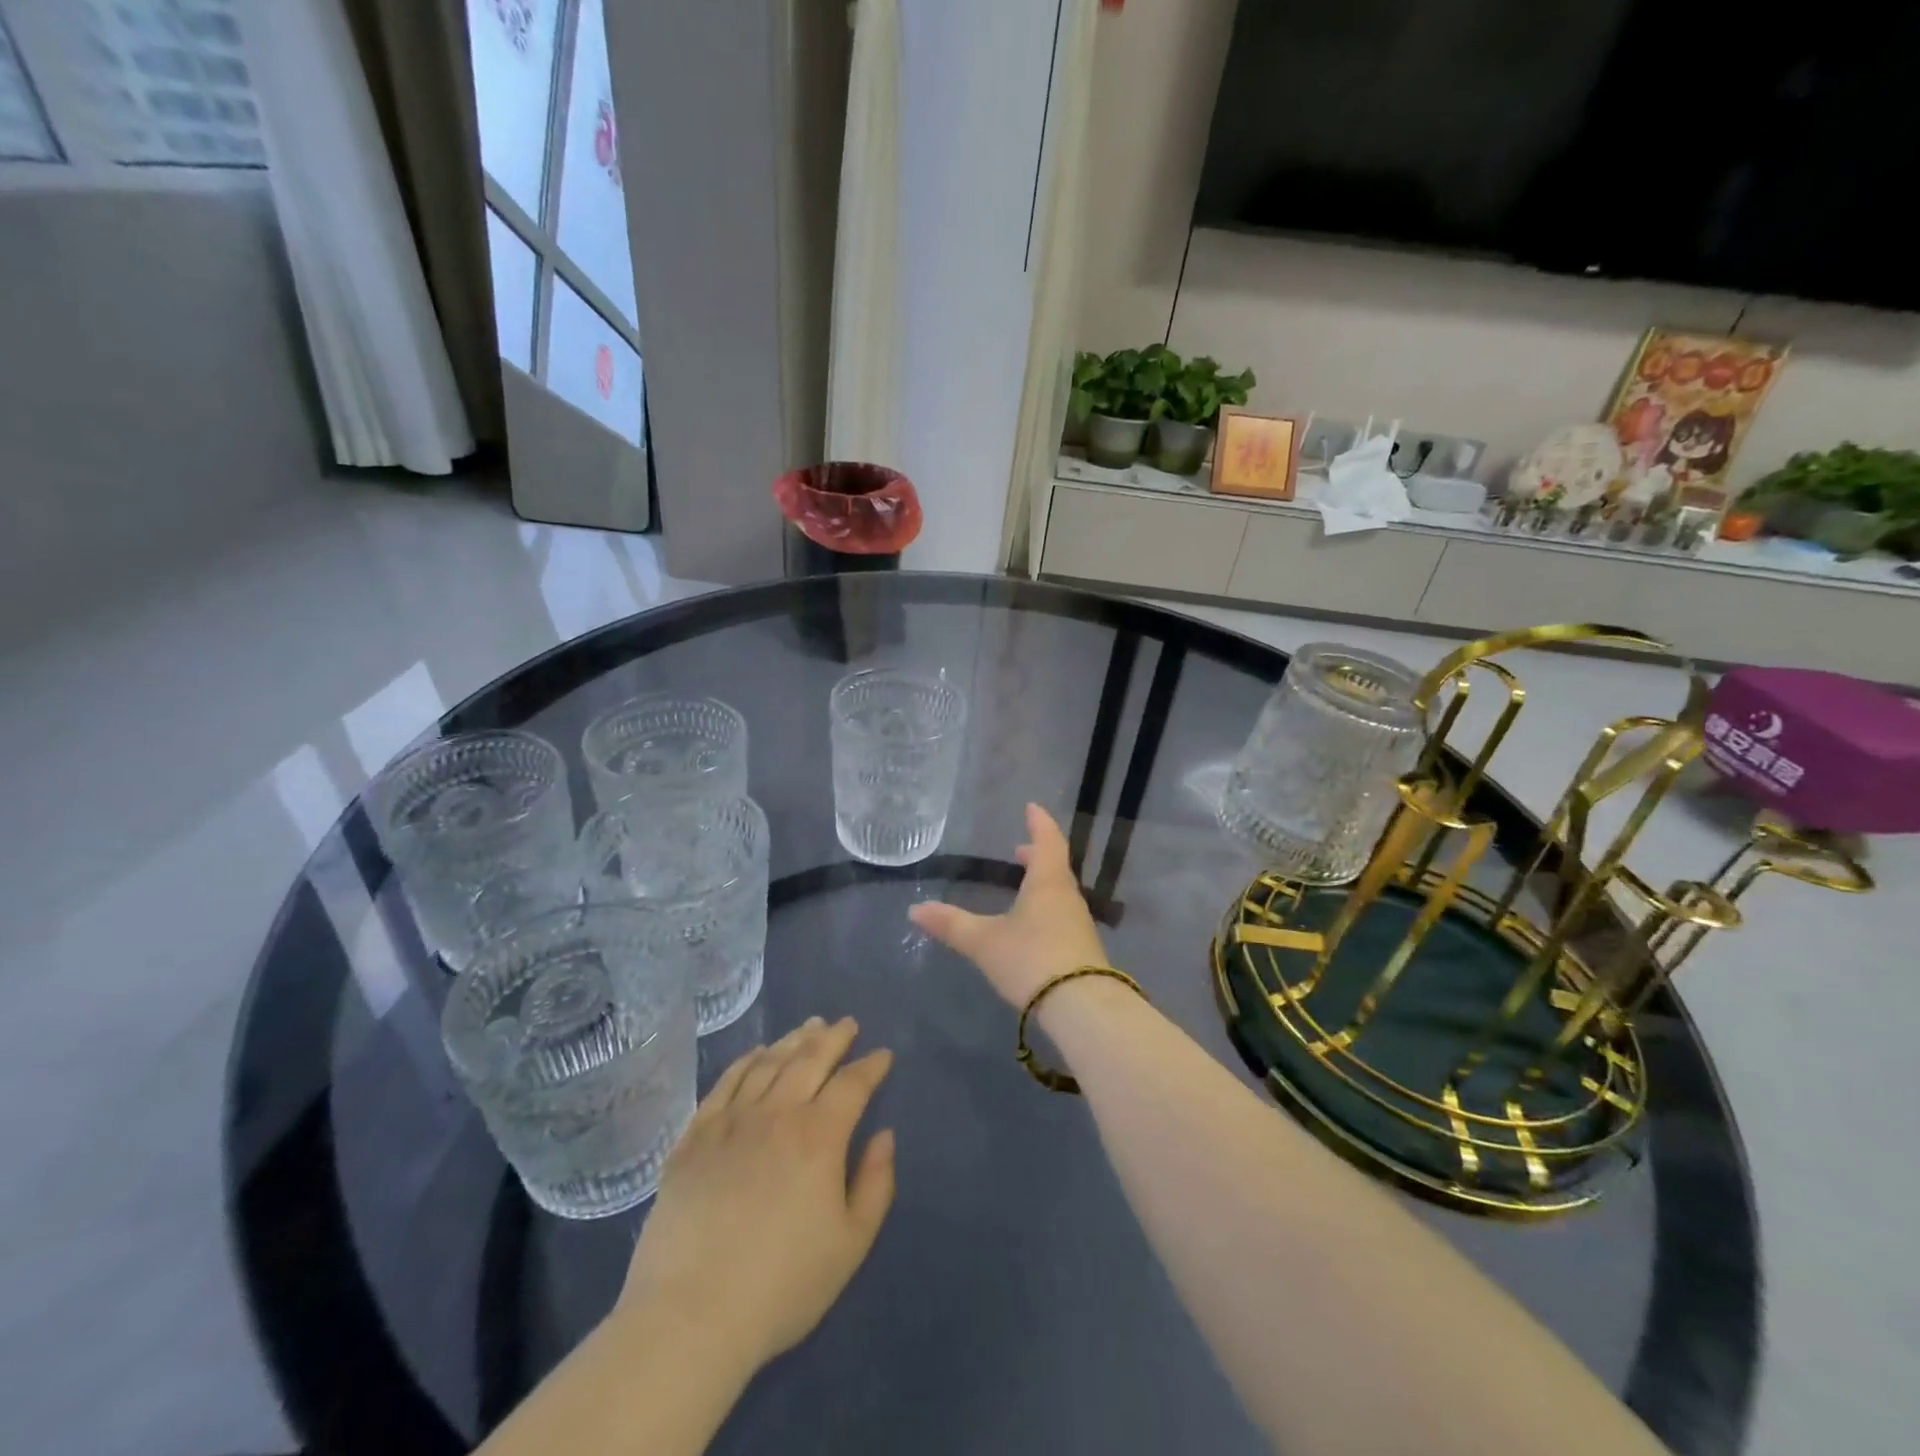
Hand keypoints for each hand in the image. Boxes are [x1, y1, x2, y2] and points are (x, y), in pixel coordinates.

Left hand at [618, 1018, 895, 1373]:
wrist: (690, 1315)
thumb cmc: (782, 1285)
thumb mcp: (851, 1244)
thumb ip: (875, 1184)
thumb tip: (885, 1136)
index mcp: (819, 1135)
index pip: (853, 1083)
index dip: (871, 1066)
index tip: (883, 1055)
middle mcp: (777, 1113)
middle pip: (810, 1058)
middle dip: (834, 1037)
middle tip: (847, 1024)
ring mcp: (731, 1121)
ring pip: (768, 1063)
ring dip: (793, 1040)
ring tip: (809, 1027)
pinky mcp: (694, 1137)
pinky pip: (725, 1083)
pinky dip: (745, 1061)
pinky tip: (756, 1054)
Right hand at [909, 803, 1108, 1007]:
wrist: (1082, 1007)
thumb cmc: (1032, 959)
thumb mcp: (985, 942)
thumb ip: (951, 925)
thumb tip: (915, 909)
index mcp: (1047, 883)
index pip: (1047, 841)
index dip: (1039, 823)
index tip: (1031, 807)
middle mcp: (1067, 897)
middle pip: (1054, 866)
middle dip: (1037, 854)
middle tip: (1019, 849)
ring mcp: (1078, 924)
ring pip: (1059, 892)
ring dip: (1042, 883)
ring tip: (1023, 885)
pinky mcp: (1081, 949)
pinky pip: (1062, 915)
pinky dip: (1046, 907)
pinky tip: (1033, 925)